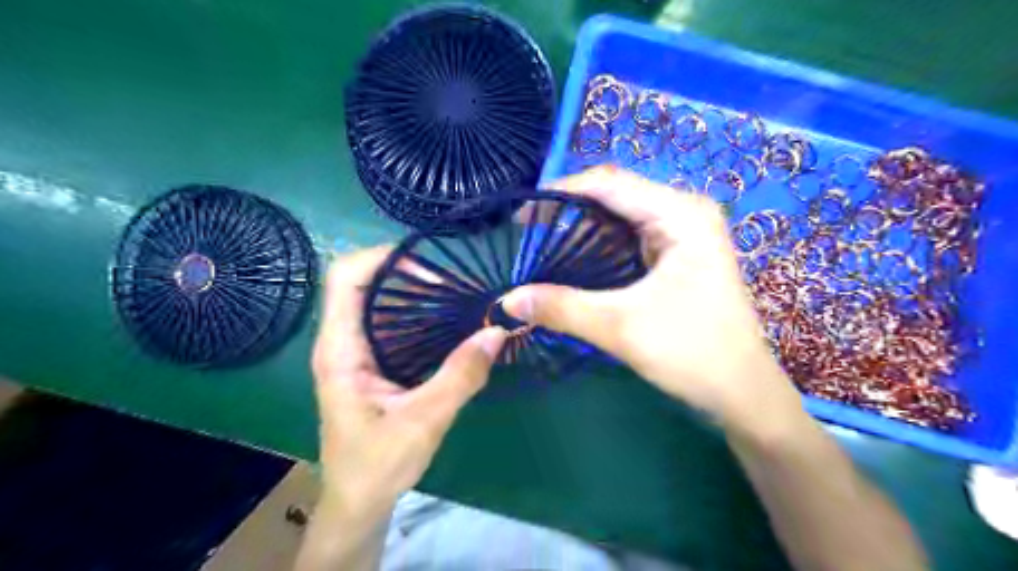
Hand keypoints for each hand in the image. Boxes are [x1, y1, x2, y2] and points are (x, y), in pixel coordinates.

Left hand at [307, 247, 501, 519]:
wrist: (358, 501)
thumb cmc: (378, 465)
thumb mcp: (424, 421)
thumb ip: (460, 376)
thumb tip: (497, 331)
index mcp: (340, 350)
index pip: (345, 278)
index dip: (383, 259)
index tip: (431, 266)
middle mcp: (341, 341)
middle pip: (361, 280)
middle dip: (405, 270)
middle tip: (452, 277)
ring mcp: (353, 350)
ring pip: (375, 298)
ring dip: (412, 288)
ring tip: (455, 290)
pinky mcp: (369, 361)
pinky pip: (388, 320)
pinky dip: (415, 309)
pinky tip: (446, 318)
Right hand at [499, 167, 803, 434]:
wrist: (742, 393)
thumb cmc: (693, 353)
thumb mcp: (620, 327)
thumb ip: (561, 307)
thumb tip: (506, 299)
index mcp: (680, 214)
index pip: (609, 183)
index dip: (561, 192)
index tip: (521, 214)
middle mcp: (683, 211)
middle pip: (614, 194)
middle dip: (568, 210)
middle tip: (527, 233)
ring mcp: (683, 232)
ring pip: (621, 215)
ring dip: (582, 228)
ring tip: (543, 245)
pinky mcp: (678, 254)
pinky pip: (629, 236)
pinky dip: (599, 245)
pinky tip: (575, 261)